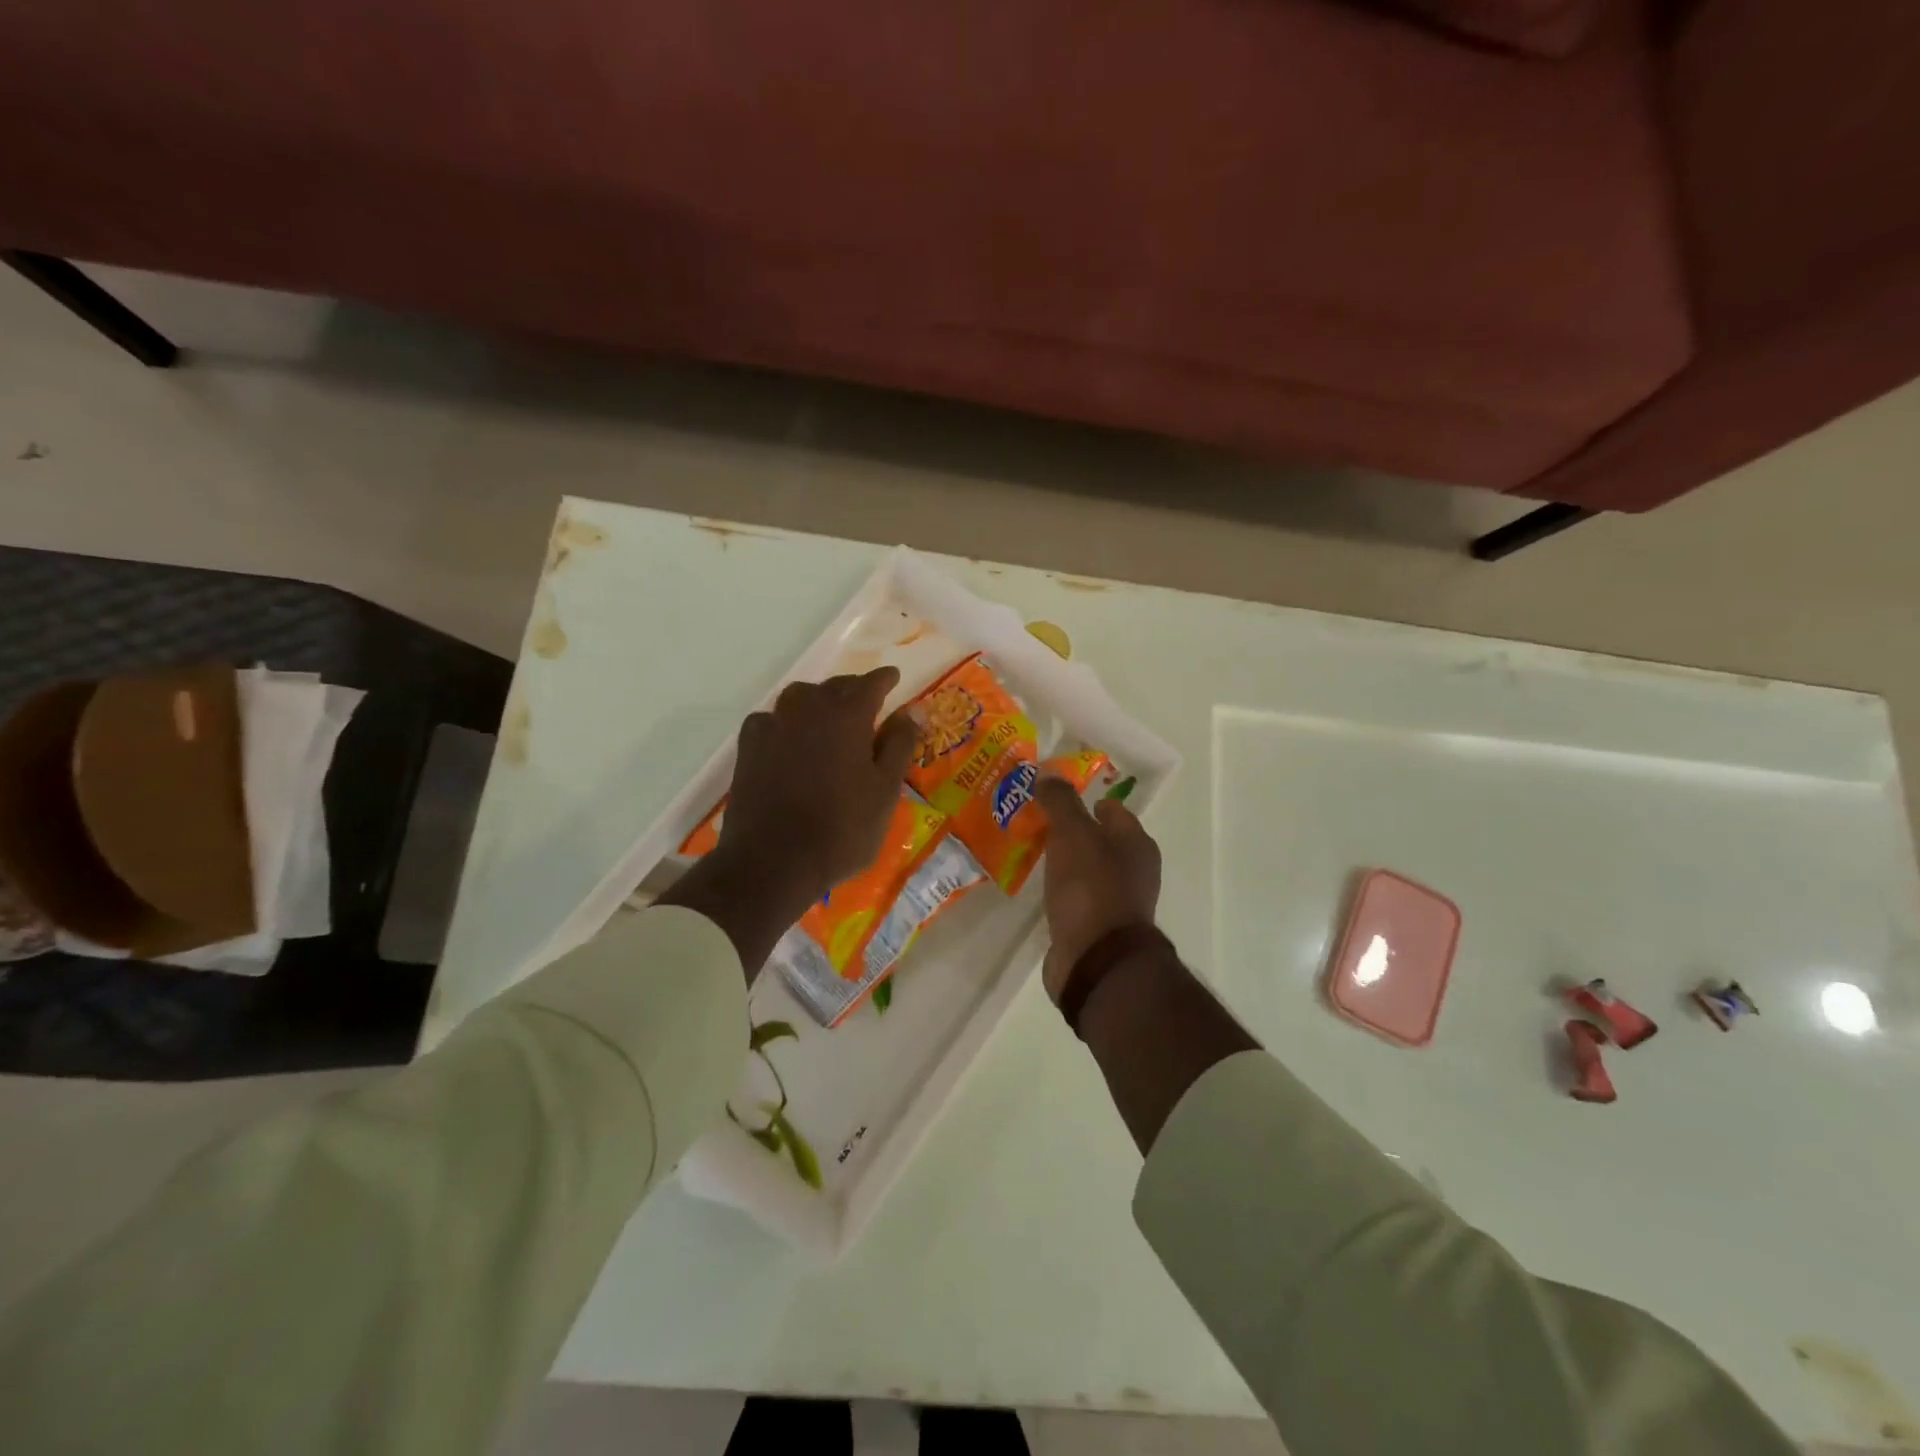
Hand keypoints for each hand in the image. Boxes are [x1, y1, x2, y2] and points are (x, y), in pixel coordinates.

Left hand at [717, 666, 918, 910]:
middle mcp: (809, 709)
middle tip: (868, 702)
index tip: (894, 678)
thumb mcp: (885, 791)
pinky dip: (786, 720)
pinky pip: (771, 719)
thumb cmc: (842, 829)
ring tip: (829, 716)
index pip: (871, 683)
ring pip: (800, 696)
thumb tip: (913, 711)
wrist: (773, 861)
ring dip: (818, 700)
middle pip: (835, 685)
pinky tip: (789, 737)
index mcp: (848, 715)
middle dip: (854, 688)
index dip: (885, 679)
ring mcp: (774, 726)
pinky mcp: (749, 747)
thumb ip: (900, 745)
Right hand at [1033, 778, 1161, 1002]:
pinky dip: (1059, 890)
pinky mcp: (1095, 928)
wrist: (1097, 960)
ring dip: (1063, 861)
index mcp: (1136, 843)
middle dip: (1070, 830)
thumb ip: (1060, 802)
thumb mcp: (1073, 834)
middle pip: (1099, 840)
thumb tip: (1047, 773)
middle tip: (1035, 821)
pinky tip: (1037, 887)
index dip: (1085, 800)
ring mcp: (1115, 902)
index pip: (1112, 809)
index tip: (1053, 796)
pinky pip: (1074, 898)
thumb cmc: (1091, 887)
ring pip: (1086, 869)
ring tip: (1030, 850)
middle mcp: (1133, 870)